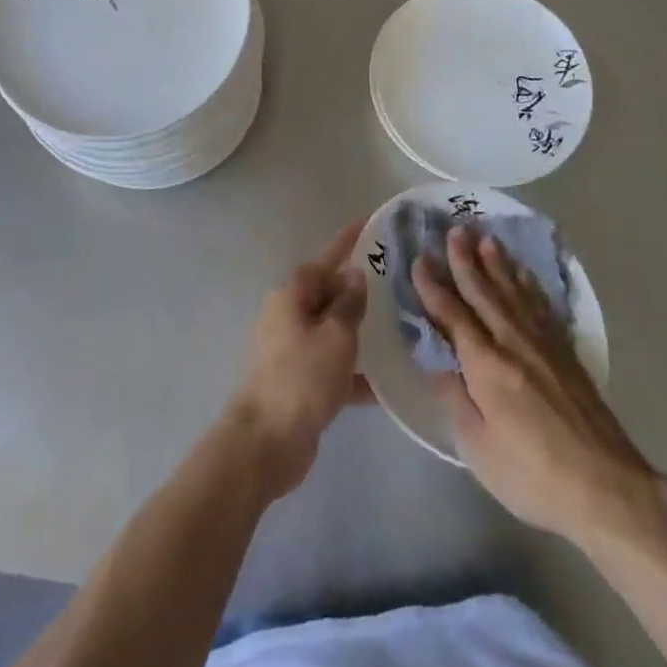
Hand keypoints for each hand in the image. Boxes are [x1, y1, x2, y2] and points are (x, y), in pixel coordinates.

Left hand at [228, 218, 369, 498]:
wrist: (266, 444)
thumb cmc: (302, 378)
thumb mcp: (336, 335)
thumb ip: (349, 303)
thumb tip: (353, 275)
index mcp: (292, 296)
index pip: (326, 259)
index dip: (348, 241)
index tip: (368, 223)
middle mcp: (289, 316)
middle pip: (329, 294)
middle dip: (358, 290)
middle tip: (395, 282)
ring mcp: (292, 350)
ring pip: (333, 331)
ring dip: (360, 332)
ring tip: (400, 328)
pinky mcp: (299, 383)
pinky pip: (333, 367)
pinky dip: (355, 373)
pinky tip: (387, 383)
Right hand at [413, 225, 656, 547]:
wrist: (607, 487)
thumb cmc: (533, 475)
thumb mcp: (479, 448)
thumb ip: (456, 400)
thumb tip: (437, 365)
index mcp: (486, 364)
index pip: (452, 315)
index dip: (433, 286)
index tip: (420, 259)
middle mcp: (513, 342)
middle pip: (484, 292)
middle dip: (466, 260)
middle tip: (456, 229)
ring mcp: (543, 344)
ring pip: (514, 292)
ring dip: (498, 264)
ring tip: (486, 238)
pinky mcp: (566, 354)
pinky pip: (542, 306)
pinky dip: (529, 285)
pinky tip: (524, 275)